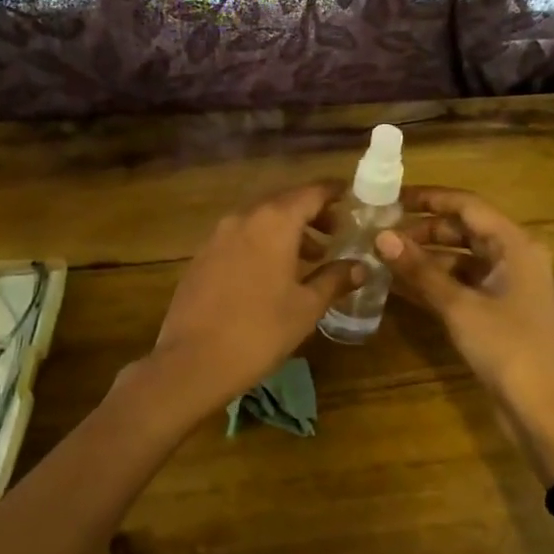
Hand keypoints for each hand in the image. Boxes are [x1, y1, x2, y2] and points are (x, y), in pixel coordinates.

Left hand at [144, 183, 360, 416]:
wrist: (193, 361)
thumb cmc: (260, 331)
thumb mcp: (306, 307)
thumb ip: (334, 280)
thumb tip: (360, 267)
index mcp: (274, 222)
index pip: (311, 192)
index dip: (333, 193)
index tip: (352, 197)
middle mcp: (244, 218)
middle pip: (284, 201)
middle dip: (311, 213)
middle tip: (336, 232)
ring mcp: (217, 236)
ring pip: (260, 219)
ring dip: (286, 230)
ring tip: (309, 257)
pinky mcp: (202, 256)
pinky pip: (240, 237)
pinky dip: (262, 243)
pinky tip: (272, 272)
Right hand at [375, 187, 553, 481]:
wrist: (545, 411)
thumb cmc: (508, 349)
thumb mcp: (460, 307)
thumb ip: (419, 270)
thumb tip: (381, 236)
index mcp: (514, 245)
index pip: (467, 205)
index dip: (429, 198)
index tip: (390, 198)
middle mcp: (513, 258)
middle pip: (463, 230)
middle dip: (422, 230)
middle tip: (380, 233)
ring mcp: (506, 286)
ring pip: (459, 259)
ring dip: (424, 258)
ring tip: (382, 257)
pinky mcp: (497, 312)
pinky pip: (461, 285)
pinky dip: (433, 283)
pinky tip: (398, 286)